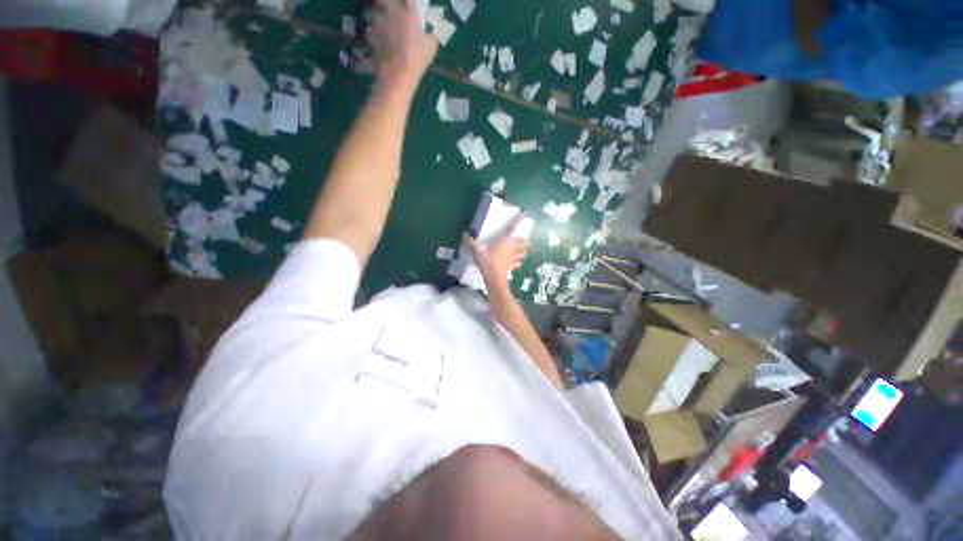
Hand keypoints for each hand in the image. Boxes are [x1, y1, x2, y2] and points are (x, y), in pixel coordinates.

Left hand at [369, 0, 437, 86]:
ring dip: (375, 16)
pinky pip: (369, 29)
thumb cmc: (416, 59)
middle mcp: (392, 12)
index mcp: (409, 13)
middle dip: (385, 3)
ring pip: (372, 11)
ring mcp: (378, 23)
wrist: (397, 73)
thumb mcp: (431, 49)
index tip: (406, 6)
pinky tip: (377, 40)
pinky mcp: (370, 35)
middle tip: (388, 10)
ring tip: (380, 24)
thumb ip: (430, 38)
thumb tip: (431, 36)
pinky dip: (372, 33)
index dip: (406, 2)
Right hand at [465, 215, 530, 286]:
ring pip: (523, 252)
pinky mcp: (512, 266)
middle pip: (524, 242)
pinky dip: (519, 261)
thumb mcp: (477, 250)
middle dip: (526, 239)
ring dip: (524, 250)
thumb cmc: (488, 261)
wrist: (494, 278)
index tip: (522, 215)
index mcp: (505, 240)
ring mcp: (513, 258)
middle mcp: (512, 247)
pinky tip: (517, 261)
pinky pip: (518, 262)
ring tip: (523, 249)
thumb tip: (465, 235)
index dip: (517, 221)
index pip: (512, 228)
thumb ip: (470, 242)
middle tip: (526, 237)